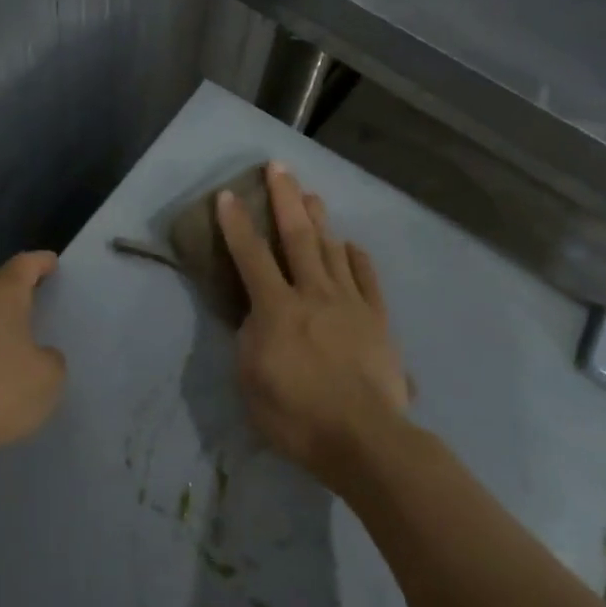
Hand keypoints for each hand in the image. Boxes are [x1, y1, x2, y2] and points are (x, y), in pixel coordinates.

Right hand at [216, 163, 410, 489]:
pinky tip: (351, 246)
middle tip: (279, 167)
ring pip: (333, 249)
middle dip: (286, 198)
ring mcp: (350, 303)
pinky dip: (357, 258)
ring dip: (320, 219)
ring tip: (312, 195)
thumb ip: (250, 340)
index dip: (236, 224)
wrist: (365, 439)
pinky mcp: (377, 319)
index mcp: (277, 309)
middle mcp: (313, 294)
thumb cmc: (297, 416)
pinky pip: (367, 278)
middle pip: (298, 236)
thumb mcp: (251, 382)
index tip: (228, 194)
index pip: (251, 256)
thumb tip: (257, 315)